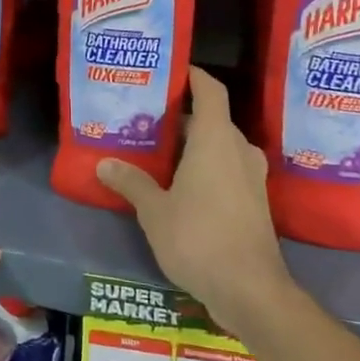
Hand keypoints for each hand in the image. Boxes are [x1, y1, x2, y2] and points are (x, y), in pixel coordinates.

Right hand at [95, 67, 291, 334]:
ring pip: (219, 147)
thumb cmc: (199, 238)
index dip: (193, 75)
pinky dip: (204, 167)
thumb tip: (105, 163)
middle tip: (146, 117)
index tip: (170, 70)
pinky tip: (177, 183)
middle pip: (212, 120)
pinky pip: (226, 169)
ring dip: (192, 145)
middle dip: (182, 117)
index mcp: (217, 140)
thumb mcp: (154, 210)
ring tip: (157, 150)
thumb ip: (131, 183)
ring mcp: (251, 178)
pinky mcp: (254, 202)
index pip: (211, 91)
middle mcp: (239, 151)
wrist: (250, 290)